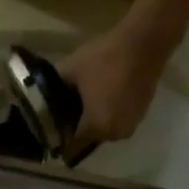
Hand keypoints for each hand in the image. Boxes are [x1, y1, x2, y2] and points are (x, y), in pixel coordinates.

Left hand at [59, 24, 174, 157]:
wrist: (144, 43)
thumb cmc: (105, 58)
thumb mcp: (71, 69)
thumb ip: (54, 89)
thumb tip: (44, 97)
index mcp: (95, 127)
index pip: (71, 144)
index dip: (61, 137)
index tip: (52, 128)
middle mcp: (114, 134)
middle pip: (89, 138)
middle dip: (78, 128)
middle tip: (68, 112)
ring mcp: (130, 125)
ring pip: (104, 129)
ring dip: (95, 122)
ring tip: (86, 103)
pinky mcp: (141, 114)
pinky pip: (118, 120)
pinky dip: (110, 113)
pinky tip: (104, 97)